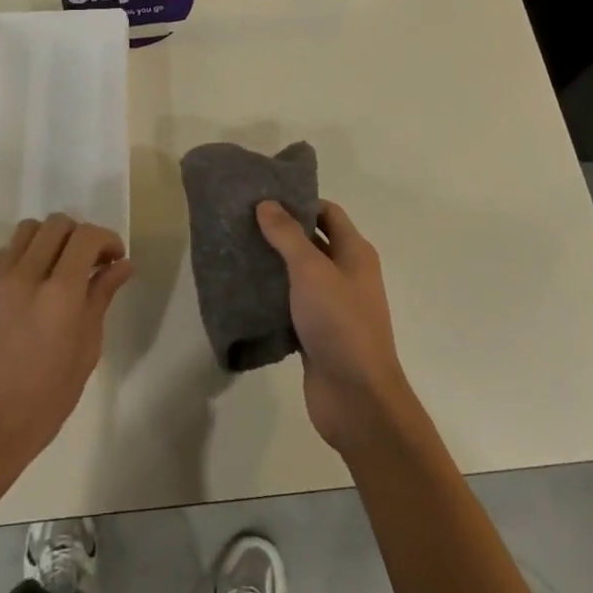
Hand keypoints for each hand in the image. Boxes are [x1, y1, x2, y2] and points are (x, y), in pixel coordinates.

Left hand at [0, 215, 132, 491]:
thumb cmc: (45, 400)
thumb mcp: (86, 351)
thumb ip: (101, 299)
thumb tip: (122, 266)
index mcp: (59, 294)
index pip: (86, 237)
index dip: (108, 239)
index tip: (117, 259)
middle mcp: (28, 276)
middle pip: (58, 224)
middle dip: (82, 235)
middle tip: (94, 263)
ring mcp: (1, 281)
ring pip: (29, 229)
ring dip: (53, 238)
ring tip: (64, 266)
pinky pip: (8, 250)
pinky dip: (27, 251)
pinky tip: (37, 279)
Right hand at [257, 198, 416, 457]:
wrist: (357, 398)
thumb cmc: (340, 323)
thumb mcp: (311, 271)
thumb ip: (288, 236)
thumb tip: (267, 203)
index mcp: (354, 252)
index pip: (327, 212)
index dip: (298, 200)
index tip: (262, 195)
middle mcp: (346, 274)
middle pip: (312, 240)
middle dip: (280, 230)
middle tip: (241, 220)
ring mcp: (332, 305)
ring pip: (299, 274)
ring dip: (273, 263)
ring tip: (235, 249)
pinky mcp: (316, 332)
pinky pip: (291, 304)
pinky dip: (272, 295)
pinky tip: (243, 291)